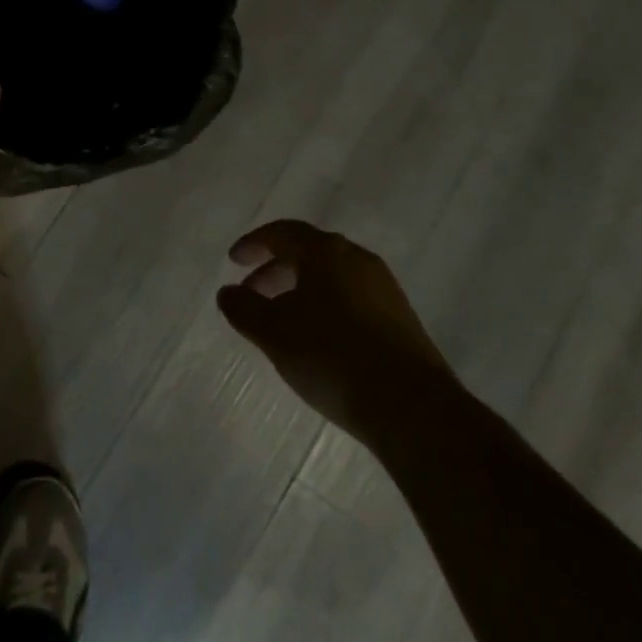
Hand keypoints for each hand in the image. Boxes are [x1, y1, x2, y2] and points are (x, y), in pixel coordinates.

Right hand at [217, 220, 453, 434]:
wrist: (413, 408)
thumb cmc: (333, 357)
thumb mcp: (274, 334)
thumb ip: (244, 309)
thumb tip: (228, 292)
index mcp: (326, 252)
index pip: (283, 232)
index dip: (254, 244)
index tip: (233, 262)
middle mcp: (357, 259)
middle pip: (309, 252)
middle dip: (275, 269)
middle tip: (251, 293)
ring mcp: (384, 289)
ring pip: (331, 276)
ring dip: (300, 290)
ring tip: (281, 320)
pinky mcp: (400, 319)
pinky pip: (351, 298)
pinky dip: (325, 306)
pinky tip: (317, 340)